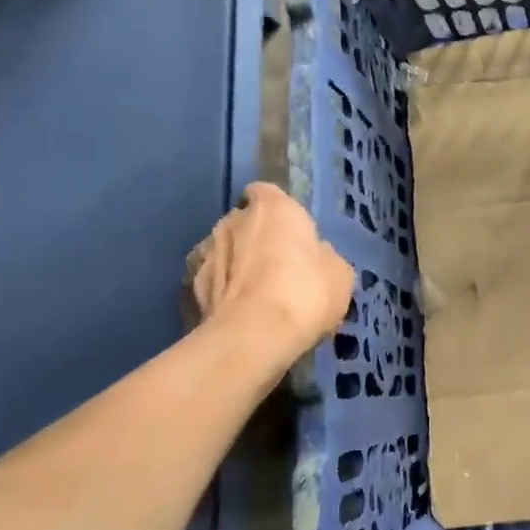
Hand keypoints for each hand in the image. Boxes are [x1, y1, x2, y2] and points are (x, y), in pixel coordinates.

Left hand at [188, 183, 353, 362]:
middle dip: (256, 237)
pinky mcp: (190, 287)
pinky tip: (240, 312)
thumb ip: (323, 256)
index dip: (277, 209)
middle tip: (279, 265)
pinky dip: (224, 291)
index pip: (266, 192)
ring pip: (225, 250)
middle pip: (244, 221)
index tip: (289, 230)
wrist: (253, 337)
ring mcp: (206, 253)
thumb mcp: (339, 274)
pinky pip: (213, 282)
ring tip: (257, 293)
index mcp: (274, 208)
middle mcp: (233, 220)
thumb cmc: (306, 292)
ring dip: (237, 264)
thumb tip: (315, 255)